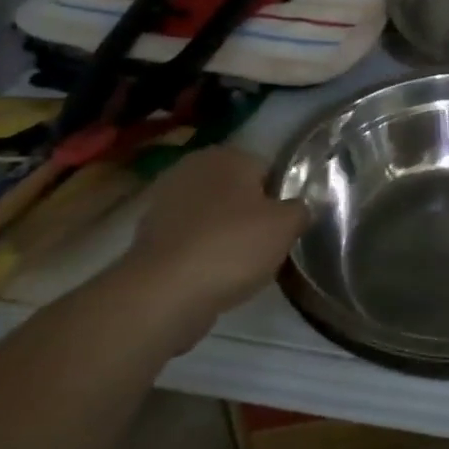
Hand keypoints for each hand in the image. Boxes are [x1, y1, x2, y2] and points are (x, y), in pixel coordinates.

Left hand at [115, 147, 307, 349]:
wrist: (163, 293)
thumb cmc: (232, 246)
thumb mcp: (286, 226)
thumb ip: (301, 209)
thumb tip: (299, 208)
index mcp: (227, 155)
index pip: (267, 170)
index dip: (281, 199)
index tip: (286, 227)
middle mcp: (192, 168)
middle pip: (237, 192)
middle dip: (250, 215)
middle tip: (266, 246)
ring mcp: (165, 201)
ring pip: (211, 217)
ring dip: (223, 235)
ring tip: (239, 267)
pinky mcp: (147, 236)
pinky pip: (188, 241)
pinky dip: (200, 254)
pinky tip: (211, 277)